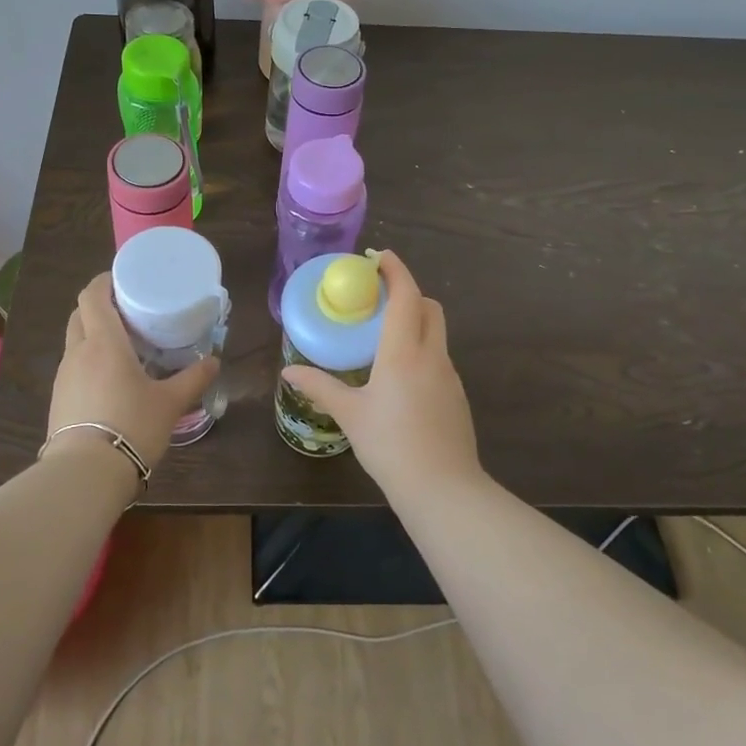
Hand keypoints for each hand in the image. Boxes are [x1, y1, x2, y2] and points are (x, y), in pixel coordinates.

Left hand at [47, 272, 218, 466]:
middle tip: (127, 311)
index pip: (92, 296)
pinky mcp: (58, 399)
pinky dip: (88, 361)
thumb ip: (193, 379)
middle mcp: (78, 352)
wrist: (85, 473)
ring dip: (92, 335)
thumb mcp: (170, 403)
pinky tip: (108, 379)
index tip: (121, 278)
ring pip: (75, 341)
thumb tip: (214, 362)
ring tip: (121, 345)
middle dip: (99, 306)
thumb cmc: (131, 426)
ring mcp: (63, 376)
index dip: (103, 281)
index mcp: (104, 342)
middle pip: (80, 315)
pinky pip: (73, 367)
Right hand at [281, 251, 481, 495]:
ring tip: (385, 336)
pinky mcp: (457, 396)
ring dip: (416, 321)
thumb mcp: (350, 414)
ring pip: (437, 332)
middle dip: (408, 292)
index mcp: (404, 351)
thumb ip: (320, 387)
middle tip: (379, 298)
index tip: (378, 258)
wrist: (443, 488)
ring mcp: (450, 375)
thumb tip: (289, 372)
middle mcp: (432, 355)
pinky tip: (401, 377)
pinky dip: (423, 349)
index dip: (395, 270)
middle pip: (429, 306)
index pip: (406, 295)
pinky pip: (440, 358)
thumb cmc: (391, 445)